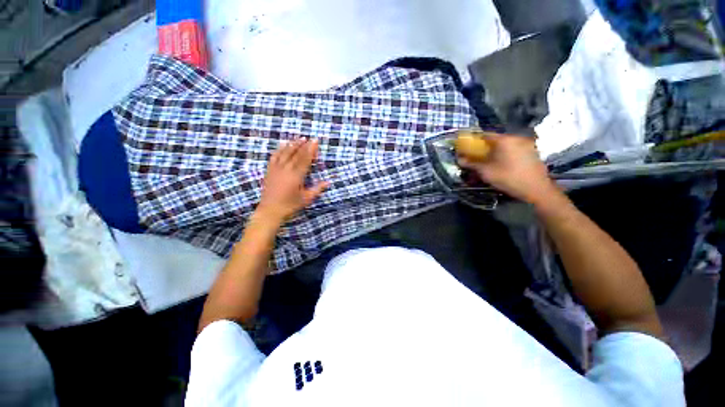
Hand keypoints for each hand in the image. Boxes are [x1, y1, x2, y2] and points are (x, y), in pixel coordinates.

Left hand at [256, 138, 328, 223]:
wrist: (270, 211)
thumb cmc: (290, 206)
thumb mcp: (306, 199)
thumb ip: (318, 189)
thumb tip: (328, 182)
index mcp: (296, 176)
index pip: (305, 159)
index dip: (311, 149)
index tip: (315, 141)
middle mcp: (286, 170)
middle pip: (296, 154)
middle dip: (303, 145)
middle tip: (309, 137)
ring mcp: (276, 169)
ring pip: (285, 153)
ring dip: (292, 144)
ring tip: (299, 138)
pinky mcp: (269, 171)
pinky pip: (274, 156)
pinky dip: (279, 149)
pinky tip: (283, 144)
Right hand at [457, 133, 558, 204]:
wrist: (537, 189)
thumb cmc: (508, 178)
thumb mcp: (486, 172)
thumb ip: (472, 164)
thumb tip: (460, 159)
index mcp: (504, 140)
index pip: (484, 135)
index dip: (474, 141)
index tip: (467, 148)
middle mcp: (516, 138)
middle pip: (495, 140)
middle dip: (484, 148)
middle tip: (477, 158)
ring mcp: (526, 144)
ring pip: (505, 145)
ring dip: (495, 152)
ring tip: (490, 163)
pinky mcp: (532, 152)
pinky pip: (514, 149)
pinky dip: (506, 154)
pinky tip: (503, 165)